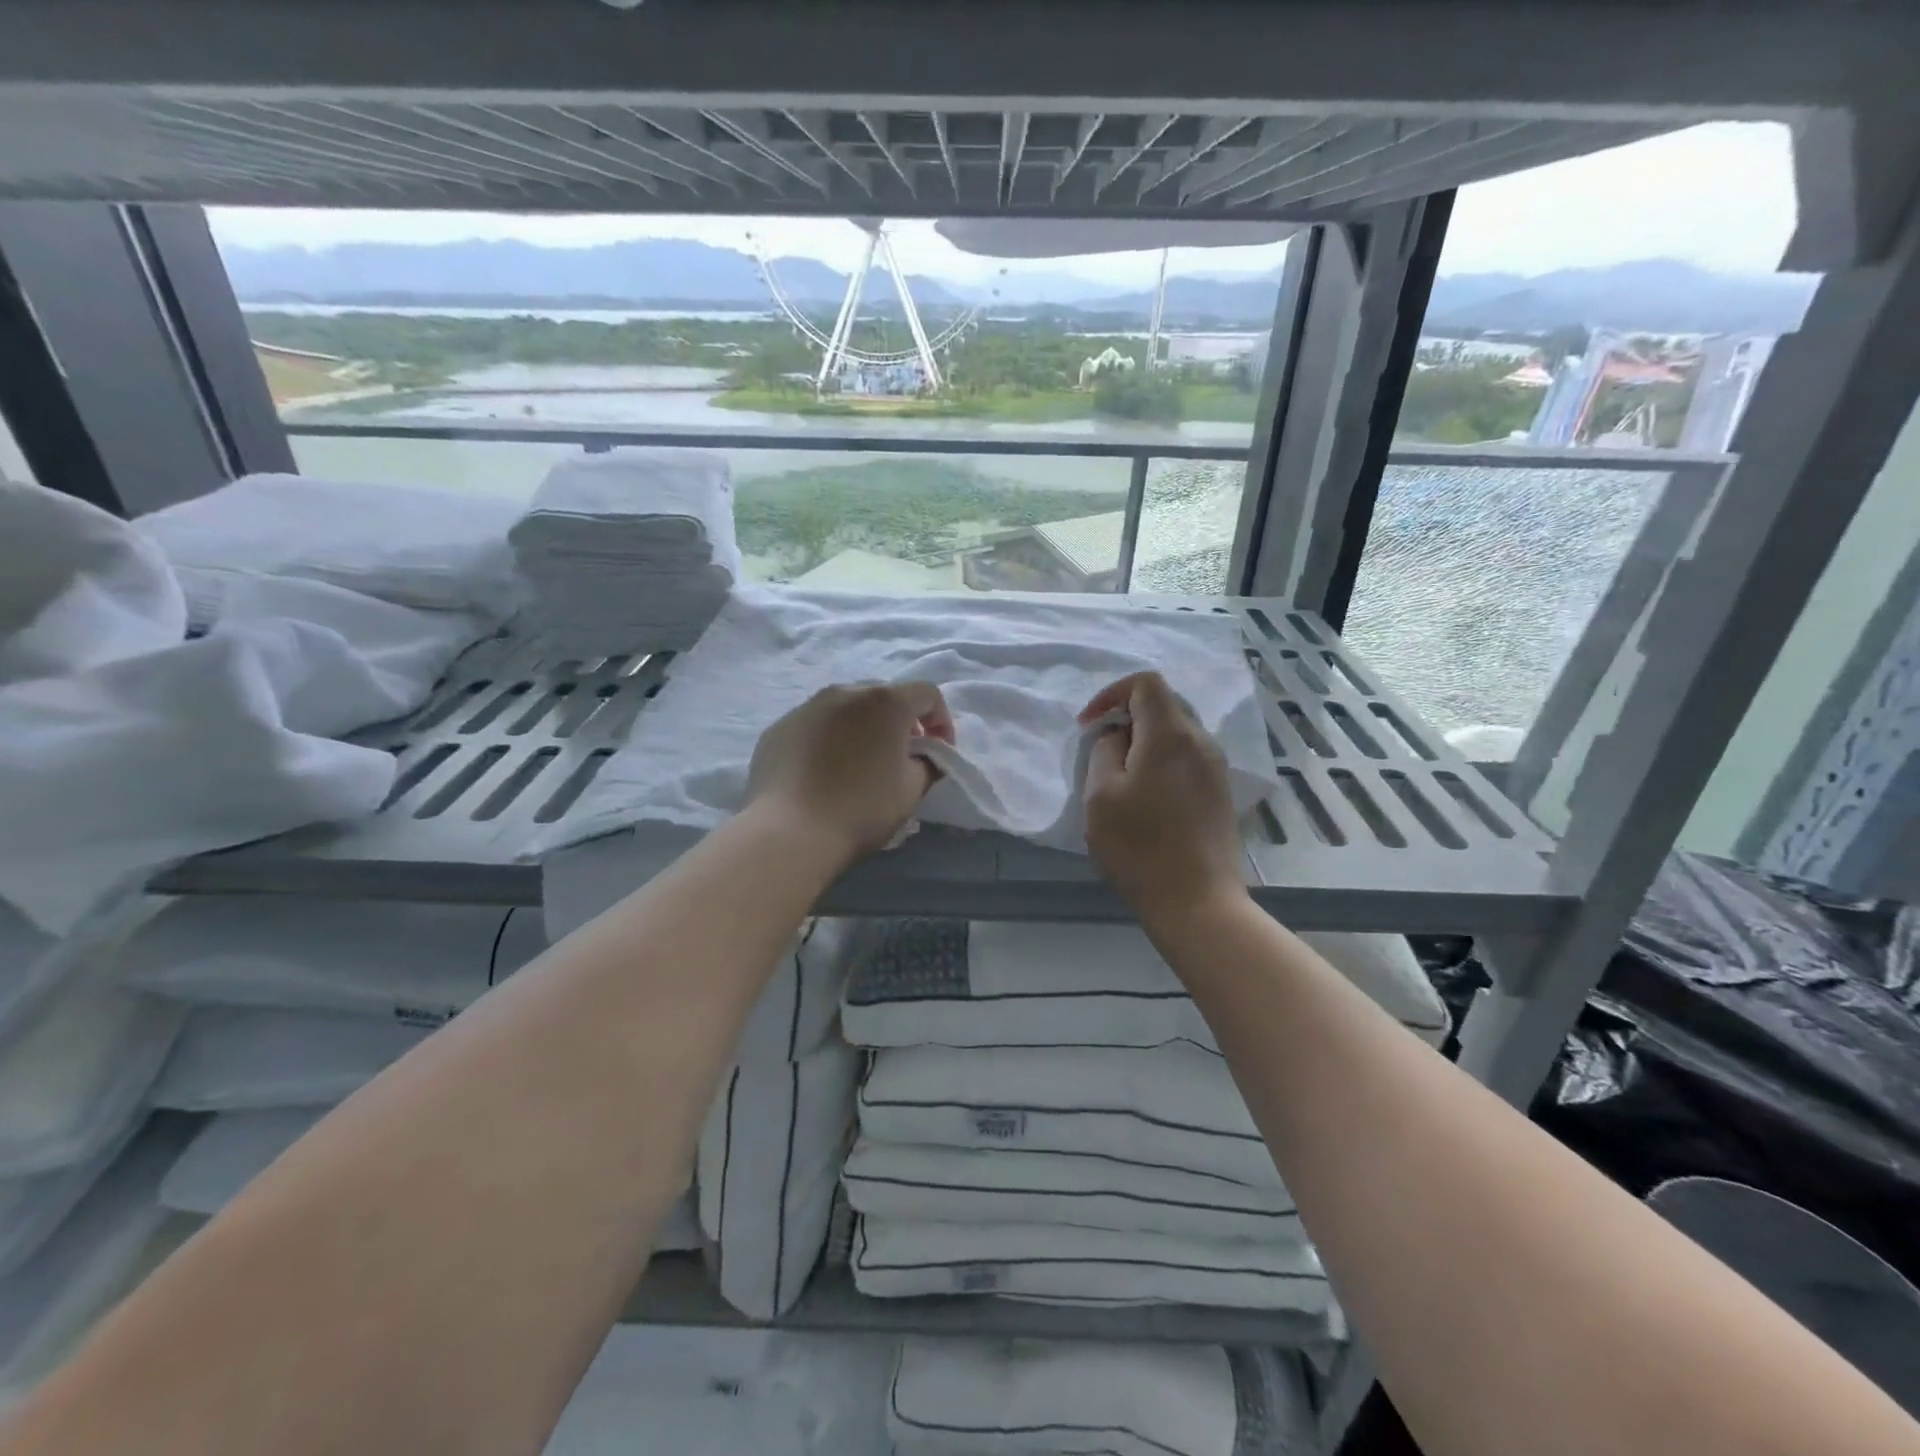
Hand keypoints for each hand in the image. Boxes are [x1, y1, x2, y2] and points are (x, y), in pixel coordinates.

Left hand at [745, 681, 954, 864]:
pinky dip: (829, 739)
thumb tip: (923, 756)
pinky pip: (815, 724)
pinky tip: (824, 772)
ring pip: (847, 707)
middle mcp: (846, 692)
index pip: (927, 694)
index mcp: (885, 702)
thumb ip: (928, 763)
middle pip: (885, 696)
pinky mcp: (780, 727)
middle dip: (900, 721)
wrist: (789, 831)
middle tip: (901, 756)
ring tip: (860, 763)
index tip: (938, 752)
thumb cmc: (861, 808)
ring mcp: (808, 707)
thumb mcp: (912, 790)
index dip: (941, 720)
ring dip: (863, 727)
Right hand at [1081, 671, 1246, 922]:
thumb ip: (1105, 751)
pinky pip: (1187, 756)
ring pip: (1177, 731)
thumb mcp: (1100, 795)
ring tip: (1120, 774)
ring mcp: (1215, 767)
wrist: (1197, 902)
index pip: (1146, 683)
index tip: (1089, 726)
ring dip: (1144, 740)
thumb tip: (1118, 736)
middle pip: (1164, 703)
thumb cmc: (1139, 847)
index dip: (1111, 694)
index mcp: (1170, 734)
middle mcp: (1200, 741)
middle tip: (1101, 748)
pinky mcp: (1219, 791)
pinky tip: (1146, 794)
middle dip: (1127, 716)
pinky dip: (1161, 759)